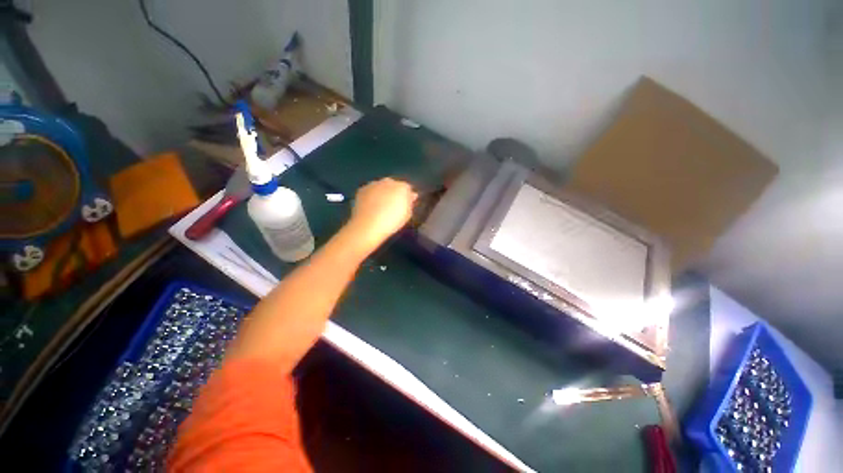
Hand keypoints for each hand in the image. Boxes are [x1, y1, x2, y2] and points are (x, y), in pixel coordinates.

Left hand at [348, 178, 417, 249]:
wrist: (369, 225)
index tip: (405, 205)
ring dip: (382, 193)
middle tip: (393, 205)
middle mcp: (388, 181)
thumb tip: (411, 196)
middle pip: (394, 185)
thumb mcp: (407, 215)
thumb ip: (410, 203)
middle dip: (394, 192)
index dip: (407, 196)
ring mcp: (374, 184)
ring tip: (380, 207)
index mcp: (403, 187)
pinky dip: (371, 196)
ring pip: (381, 186)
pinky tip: (370, 206)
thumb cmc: (392, 222)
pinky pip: (370, 191)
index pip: (408, 188)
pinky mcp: (362, 189)